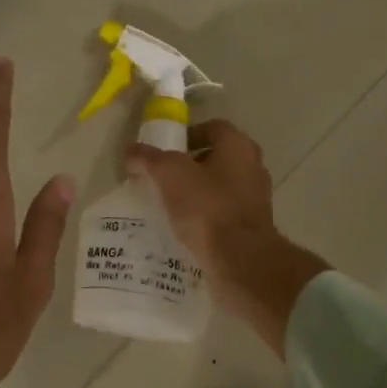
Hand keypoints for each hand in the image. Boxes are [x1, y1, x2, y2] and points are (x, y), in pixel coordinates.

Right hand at [127, 120, 328, 356]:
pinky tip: (185, 229)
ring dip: (198, 193)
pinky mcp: (252, 227)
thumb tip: (130, 151)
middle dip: (190, 166)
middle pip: (218, 157)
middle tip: (163, 178)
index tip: (165, 152)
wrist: (240, 260)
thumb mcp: (169, 175)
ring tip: (170, 205)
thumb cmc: (207, 207)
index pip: (213, 128)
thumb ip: (148, 159)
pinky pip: (224, 214)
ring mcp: (256, 199)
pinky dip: (206, 217)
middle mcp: (253, 167)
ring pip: (221, 187)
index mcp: (238, 146)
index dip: (187, 135)